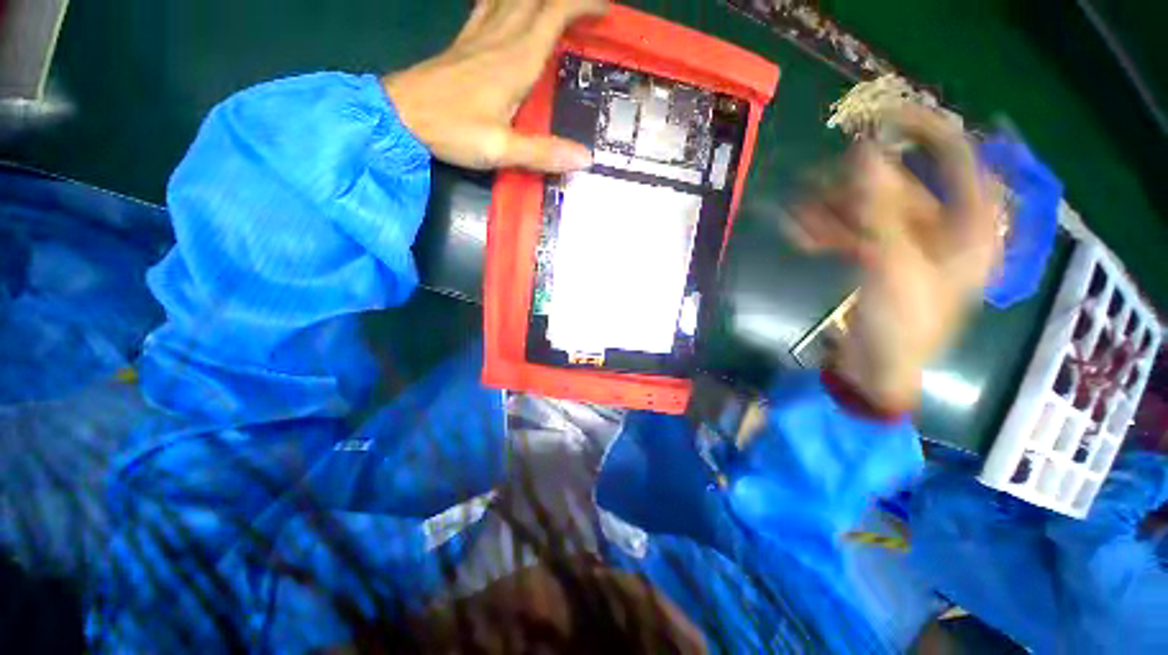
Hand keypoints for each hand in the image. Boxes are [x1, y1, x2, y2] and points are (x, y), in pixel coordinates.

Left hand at [383, 0, 606, 171]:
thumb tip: (584, 158)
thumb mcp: (500, 149)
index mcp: (516, 60)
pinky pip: (489, 3)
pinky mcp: (465, 41)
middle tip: (584, 9)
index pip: (554, 14)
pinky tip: (511, 3)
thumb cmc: (452, 130)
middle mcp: (501, 38)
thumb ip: (543, 153)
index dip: (581, 5)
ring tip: (554, 6)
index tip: (603, 10)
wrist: (400, 115)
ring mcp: (480, 35)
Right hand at [788, 107, 1000, 411]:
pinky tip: (801, 234)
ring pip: (870, 211)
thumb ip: (879, 209)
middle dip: (857, 187)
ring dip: (832, 211)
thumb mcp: (894, 265)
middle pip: (902, 188)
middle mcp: (943, 229)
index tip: (886, 116)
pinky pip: (854, 234)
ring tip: (796, 214)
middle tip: (816, 181)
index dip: (928, 133)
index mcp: (970, 230)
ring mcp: (908, 244)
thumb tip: (863, 154)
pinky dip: (827, 232)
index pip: (960, 162)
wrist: (876, 370)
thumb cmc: (903, 326)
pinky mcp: (879, 258)